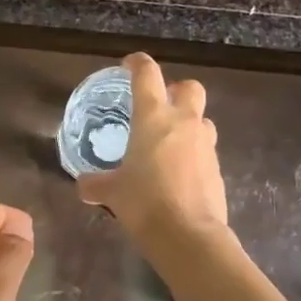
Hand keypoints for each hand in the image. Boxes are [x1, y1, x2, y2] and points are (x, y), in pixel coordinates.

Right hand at [77, 53, 228, 243]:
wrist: (188, 236)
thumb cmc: (144, 203)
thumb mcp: (112, 193)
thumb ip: (96, 184)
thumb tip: (83, 185)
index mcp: (154, 117)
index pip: (147, 74)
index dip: (137, 63)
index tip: (128, 66)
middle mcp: (183, 122)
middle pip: (190, 87)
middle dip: (176, 90)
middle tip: (158, 105)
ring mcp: (205, 145)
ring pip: (202, 119)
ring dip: (188, 123)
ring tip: (168, 143)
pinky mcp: (217, 169)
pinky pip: (205, 150)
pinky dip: (192, 154)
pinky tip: (177, 173)